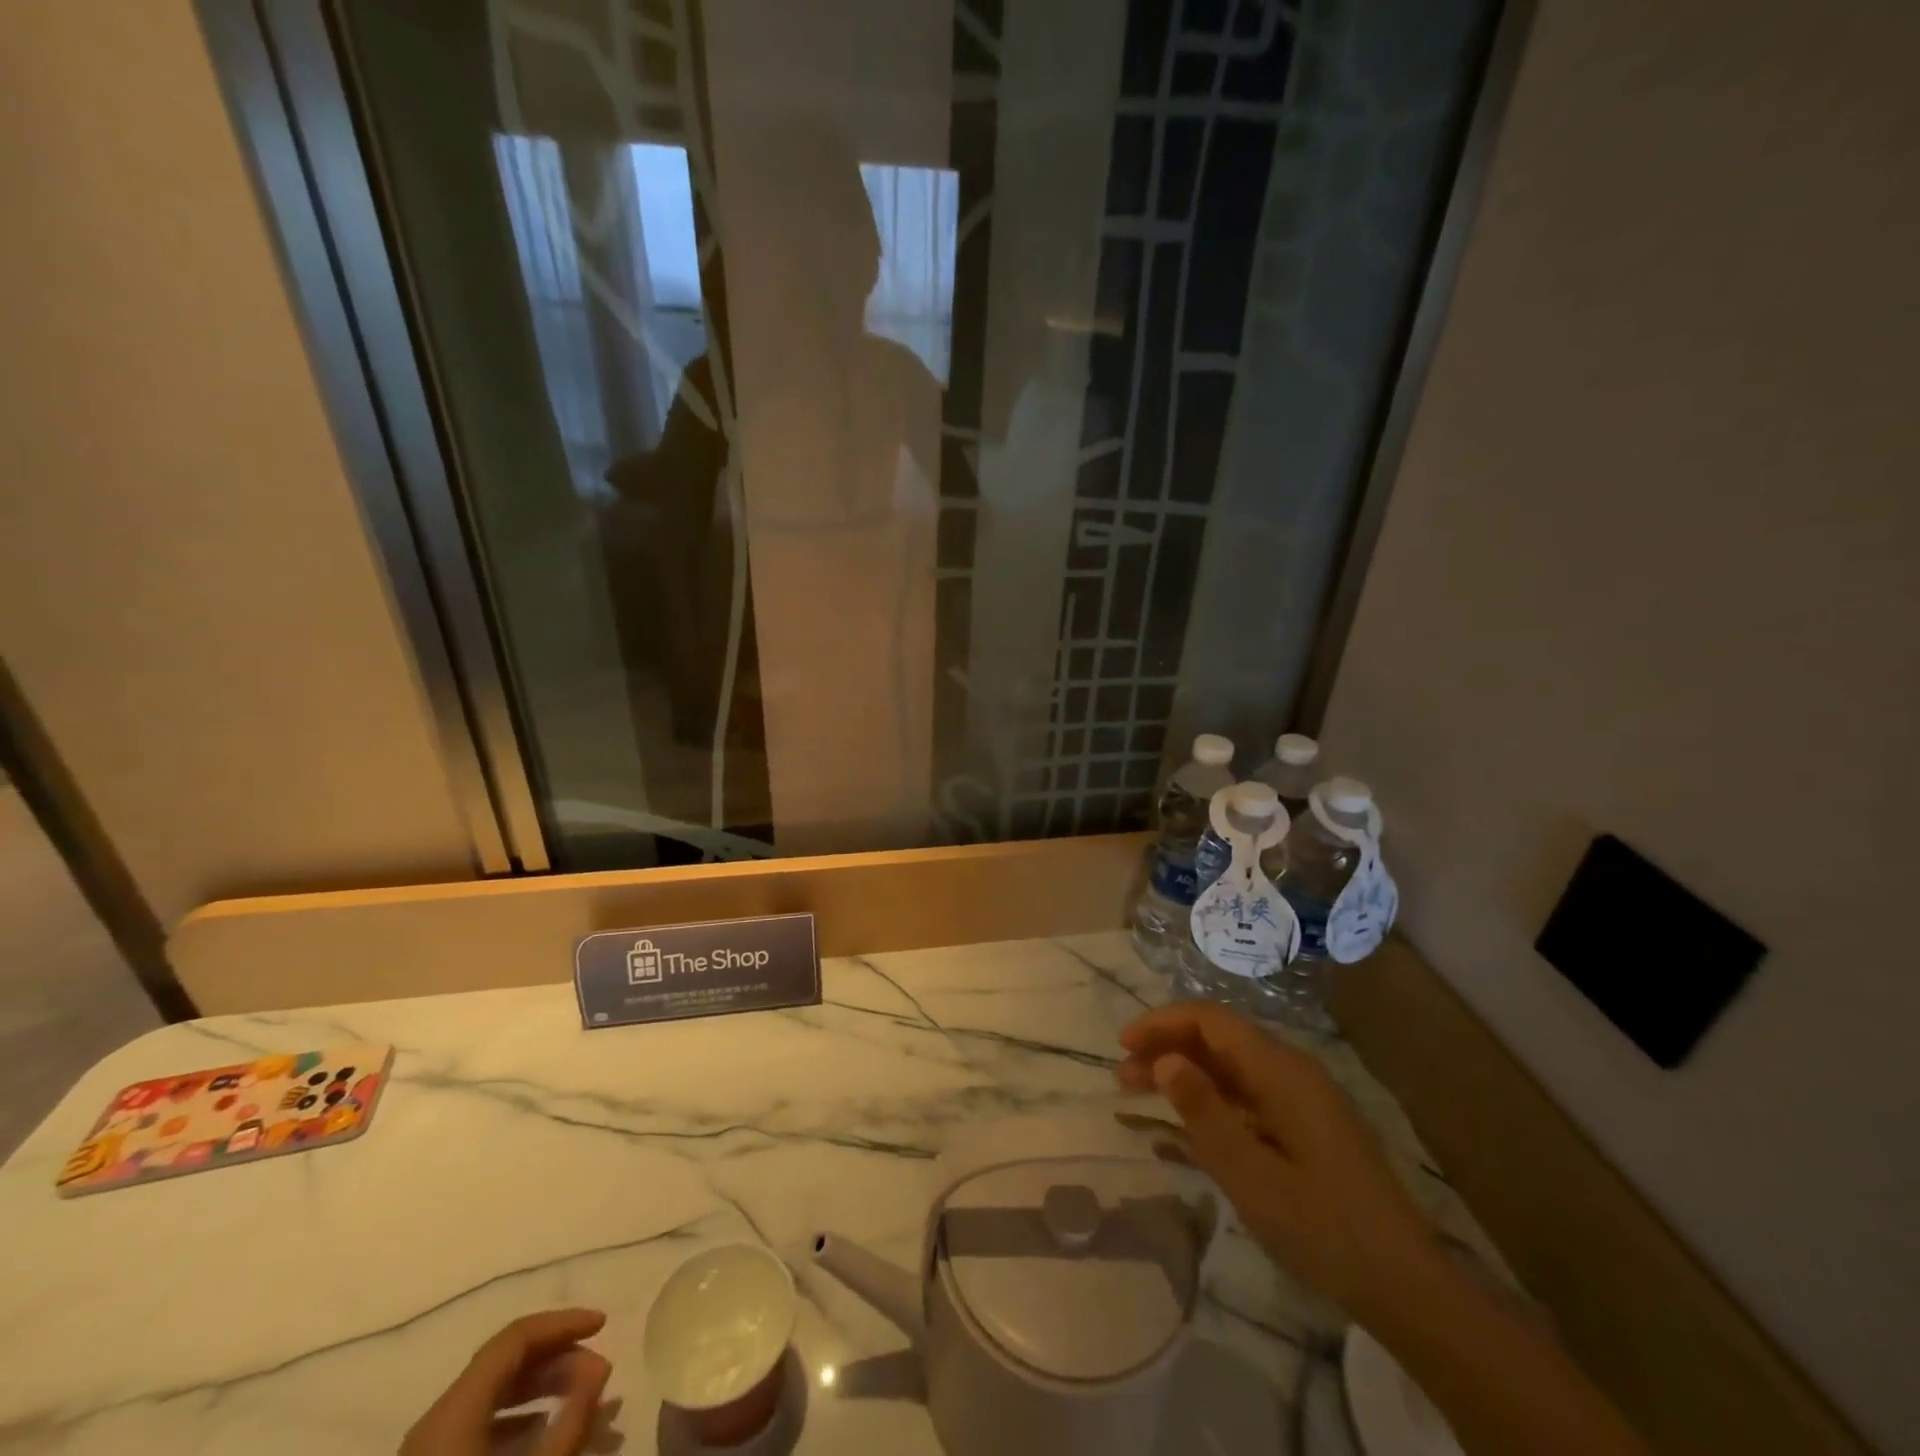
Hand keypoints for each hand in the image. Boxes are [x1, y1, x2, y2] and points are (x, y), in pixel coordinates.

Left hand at [401, 1309, 611, 1455]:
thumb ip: (573, 1419)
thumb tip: (601, 1367)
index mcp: (453, 1412)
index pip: (515, 1338)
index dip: (563, 1323)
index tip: (605, 1325)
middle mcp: (435, 1422)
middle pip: (505, 1364)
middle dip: (559, 1362)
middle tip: (599, 1376)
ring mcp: (429, 1451)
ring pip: (494, 1397)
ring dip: (544, 1391)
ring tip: (584, 1406)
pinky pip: (480, 1427)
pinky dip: (520, 1421)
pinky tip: (548, 1436)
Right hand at [1116, 1002, 1439, 1324]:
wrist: (1407, 1287)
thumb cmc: (1324, 1229)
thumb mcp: (1251, 1176)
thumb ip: (1204, 1113)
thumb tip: (1164, 1060)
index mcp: (1282, 1071)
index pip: (1211, 1020)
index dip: (1162, 1023)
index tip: (1122, 1045)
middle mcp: (1292, 1070)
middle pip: (1218, 1038)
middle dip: (1167, 1048)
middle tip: (1122, 1077)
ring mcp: (1302, 1097)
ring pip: (1230, 1066)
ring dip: (1184, 1073)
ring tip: (1140, 1094)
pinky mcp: (1306, 1124)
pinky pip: (1247, 1094)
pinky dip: (1210, 1099)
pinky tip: (1185, 1124)